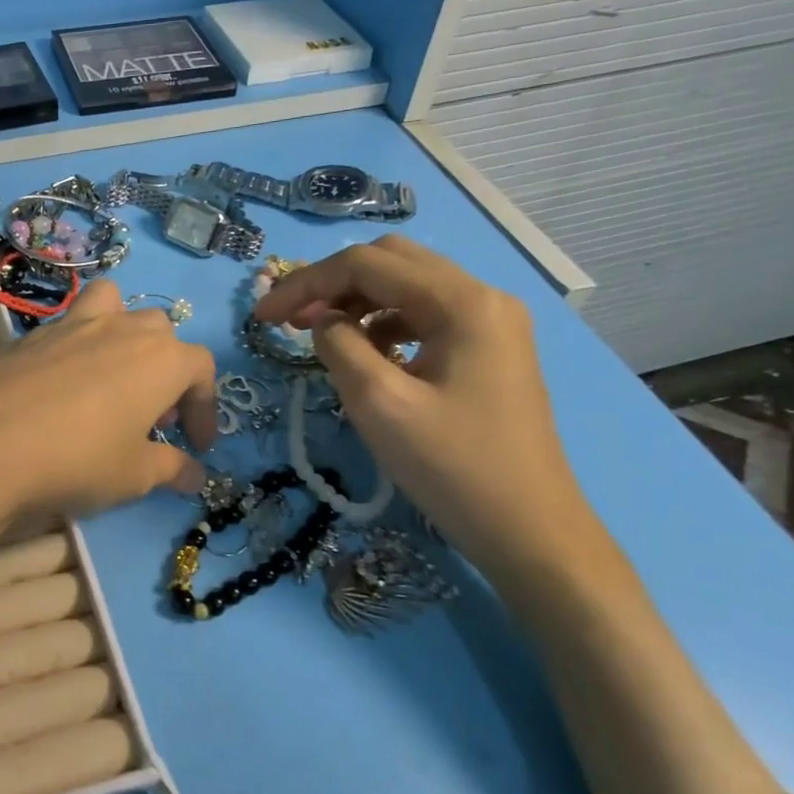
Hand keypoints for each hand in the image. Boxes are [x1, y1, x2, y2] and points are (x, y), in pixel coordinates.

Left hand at [0, 279, 217, 522]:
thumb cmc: (78, 458)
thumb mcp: (133, 475)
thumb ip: (170, 469)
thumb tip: (195, 475)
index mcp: (161, 358)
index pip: (201, 369)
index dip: (205, 407)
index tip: (195, 445)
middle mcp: (123, 328)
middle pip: (160, 333)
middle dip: (166, 371)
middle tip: (151, 417)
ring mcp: (74, 323)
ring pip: (114, 305)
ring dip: (124, 333)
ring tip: (112, 376)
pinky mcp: (33, 333)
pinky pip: (69, 324)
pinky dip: (79, 344)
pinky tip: (62, 387)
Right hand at [253, 236, 600, 589]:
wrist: (530, 531)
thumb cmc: (452, 468)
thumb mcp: (379, 403)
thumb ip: (338, 345)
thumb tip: (322, 321)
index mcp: (462, 302)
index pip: (367, 264)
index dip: (306, 283)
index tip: (263, 317)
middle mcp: (483, 297)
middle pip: (391, 262)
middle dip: (332, 284)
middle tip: (292, 321)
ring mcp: (492, 323)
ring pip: (408, 286)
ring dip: (357, 302)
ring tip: (321, 336)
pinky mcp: (490, 349)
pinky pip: (425, 316)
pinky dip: (385, 324)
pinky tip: (367, 356)